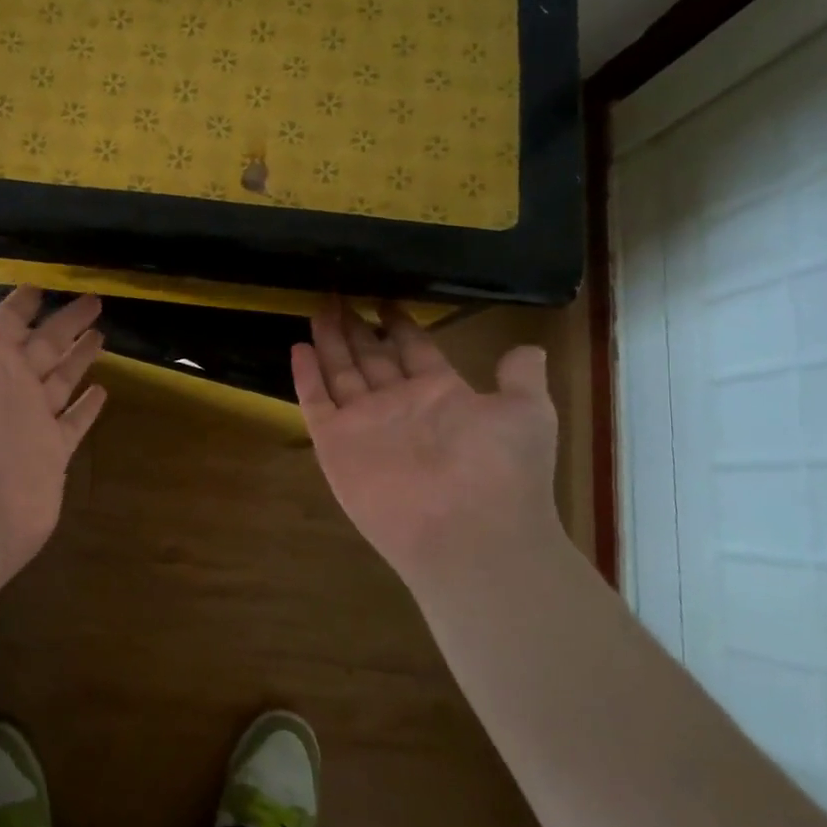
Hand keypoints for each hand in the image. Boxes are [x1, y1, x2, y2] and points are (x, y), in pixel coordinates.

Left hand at [0, 271, 107, 587]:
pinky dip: (87, 406)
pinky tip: (103, 390)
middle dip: (65, 323)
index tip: (46, 280)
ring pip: (61, 379)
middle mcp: (9, 386)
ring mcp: (33, 420)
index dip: (24, 300)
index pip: (8, 321)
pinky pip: (74, 421)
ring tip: (103, 335)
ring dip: (78, 357)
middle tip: (95, 299)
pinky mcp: (53, 452)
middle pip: (43, 345)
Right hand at [292, 299, 563, 586]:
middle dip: (355, 327)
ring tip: (317, 308)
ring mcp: (365, 423)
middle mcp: (399, 404)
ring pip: (341, 372)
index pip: (413, 349)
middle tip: (338, 295)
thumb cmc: (500, 469)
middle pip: (370, 357)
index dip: (399, 324)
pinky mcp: (335, 443)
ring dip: (328, 341)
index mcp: (440, 393)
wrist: (467, 532)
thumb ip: (521, 379)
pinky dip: (305, 376)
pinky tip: (297, 347)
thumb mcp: (527, 414)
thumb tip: (529, 350)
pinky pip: (316, 402)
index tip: (385, 299)